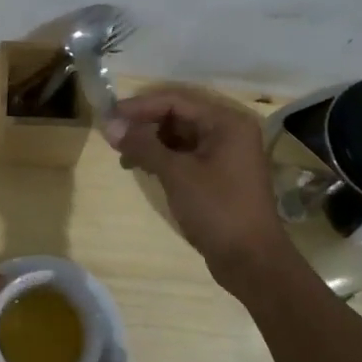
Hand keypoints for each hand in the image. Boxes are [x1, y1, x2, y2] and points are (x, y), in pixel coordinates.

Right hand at [104, 86, 292, 285]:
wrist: (252, 261)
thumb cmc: (217, 210)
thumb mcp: (176, 173)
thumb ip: (143, 145)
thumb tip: (110, 126)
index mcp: (226, 121)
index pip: (176, 100)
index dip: (140, 106)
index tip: (109, 116)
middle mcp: (229, 130)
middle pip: (179, 115)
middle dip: (145, 124)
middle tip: (113, 135)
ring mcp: (226, 153)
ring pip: (180, 135)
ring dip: (151, 141)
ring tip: (123, 154)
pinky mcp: (220, 174)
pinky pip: (187, 154)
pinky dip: (164, 157)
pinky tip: (142, 166)